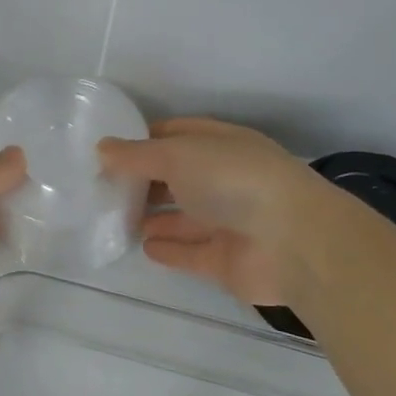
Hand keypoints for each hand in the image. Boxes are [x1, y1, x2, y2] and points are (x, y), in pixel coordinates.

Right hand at [99, 118, 330, 305]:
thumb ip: (137, 155)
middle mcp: (226, 180)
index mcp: (221, 145)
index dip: (144, 140)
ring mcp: (229, 221)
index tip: (109, 151)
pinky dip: (169, 249)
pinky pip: (192, 252)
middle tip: (105, 189)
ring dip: (154, 216)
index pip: (177, 135)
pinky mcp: (227, 260)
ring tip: (117, 218)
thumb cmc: (233, 180)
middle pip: (178, 177)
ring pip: (184, 216)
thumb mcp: (178, 155)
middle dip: (145, 181)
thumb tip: (102, 148)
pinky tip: (143, 246)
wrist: (293, 241)